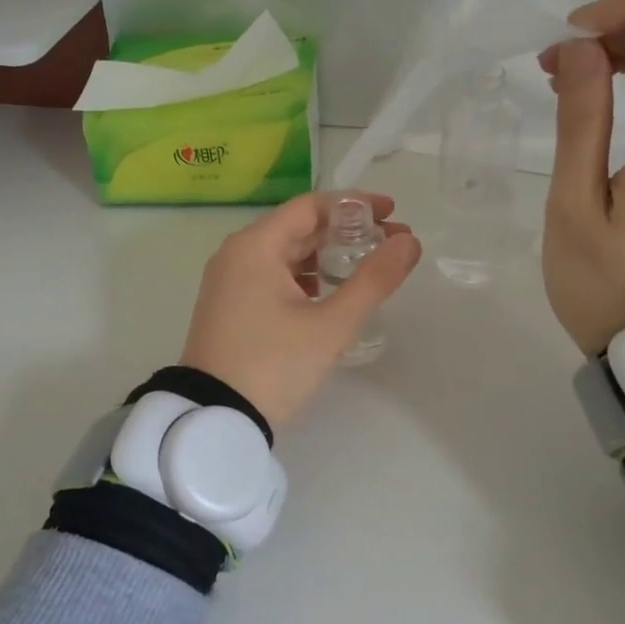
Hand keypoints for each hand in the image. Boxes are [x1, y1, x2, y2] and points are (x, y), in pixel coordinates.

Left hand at [181, 192, 421, 426]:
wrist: (215, 418)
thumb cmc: (274, 365)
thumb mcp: (331, 325)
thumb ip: (374, 280)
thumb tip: (409, 242)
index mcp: (255, 246)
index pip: (311, 206)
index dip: (355, 205)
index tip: (392, 213)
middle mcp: (237, 254)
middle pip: (298, 228)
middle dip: (346, 233)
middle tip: (391, 244)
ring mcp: (229, 281)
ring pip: (285, 254)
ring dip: (326, 256)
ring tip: (367, 269)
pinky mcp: (229, 306)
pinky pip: (272, 276)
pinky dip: (305, 278)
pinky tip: (330, 294)